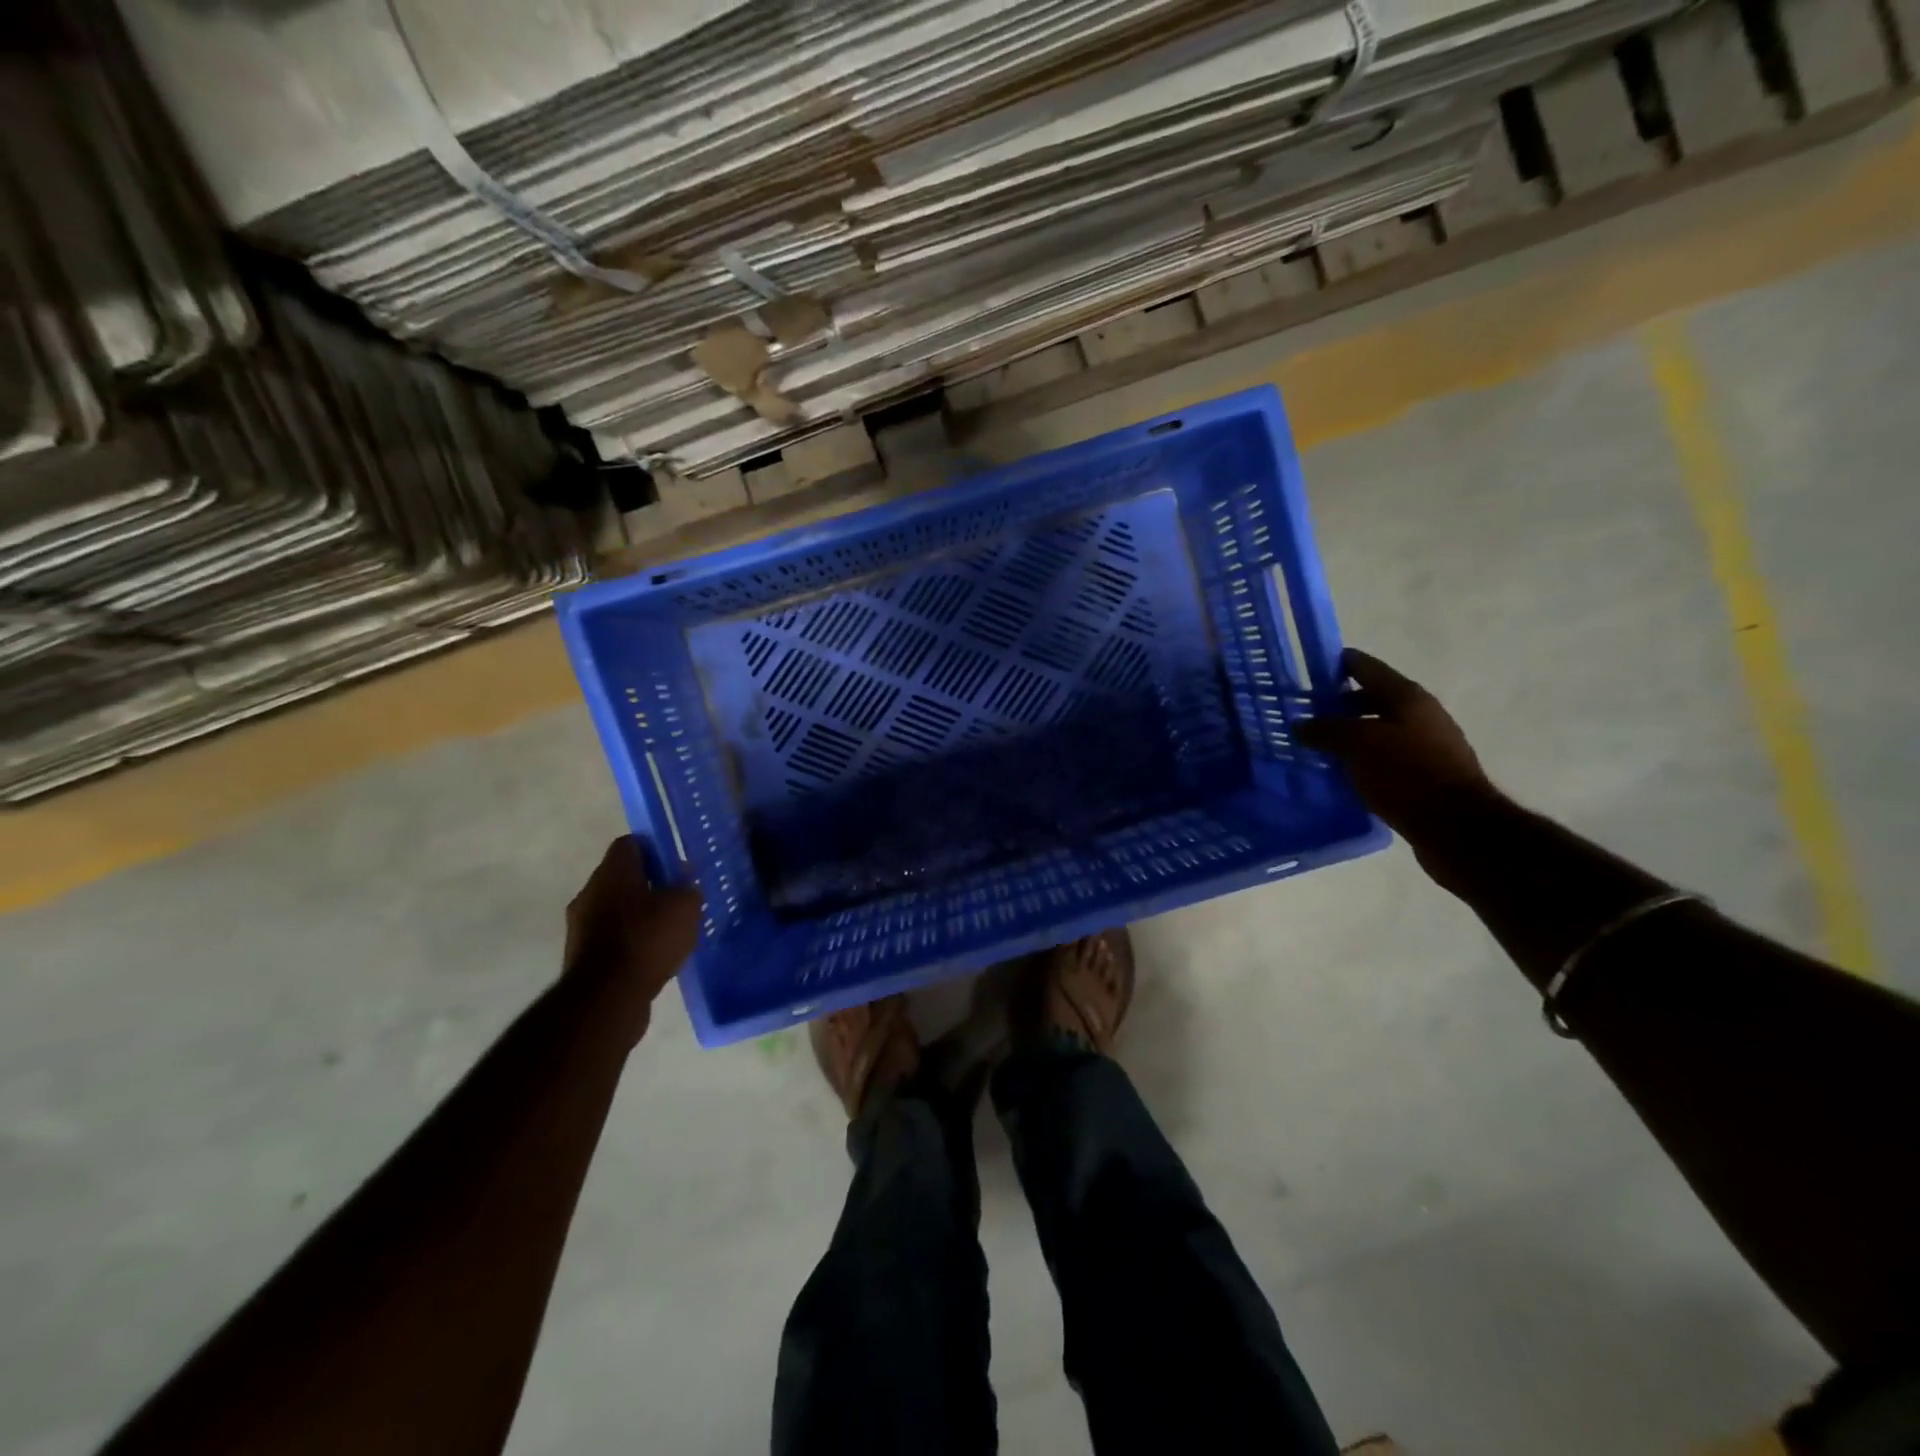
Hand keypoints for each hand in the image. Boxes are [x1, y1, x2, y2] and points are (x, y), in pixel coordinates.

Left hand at [563, 837, 702, 1042]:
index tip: (677, 865)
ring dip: (640, 916)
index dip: (656, 849)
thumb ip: (687, 886)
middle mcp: (590, 893)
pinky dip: (631, 942)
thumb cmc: (647, 939)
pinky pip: (611, 938)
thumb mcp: (685, 906)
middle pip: (622, 877)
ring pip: (616, 909)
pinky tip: (654, 956)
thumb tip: (683, 877)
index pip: (631, 843)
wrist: (607, 998)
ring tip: (670, 931)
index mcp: (612, 872)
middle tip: (678, 898)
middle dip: (650, 885)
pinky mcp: (581, 957)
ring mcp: (581, 926)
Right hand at [1296, 649, 1496, 838]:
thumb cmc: (1407, 774)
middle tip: (1303, 714)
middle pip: (1372, 699)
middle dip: (1338, 704)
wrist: (1457, 828)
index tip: (1307, 669)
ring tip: (1316, 746)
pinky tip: (1340, 772)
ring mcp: (1425, 745)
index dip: (1337, 664)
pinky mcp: (1424, 775)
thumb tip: (1301, 724)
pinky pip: (1384, 757)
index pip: (1366, 667)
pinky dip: (1361, 759)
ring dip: (1349, 734)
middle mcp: (1420, 714)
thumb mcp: (1358, 746)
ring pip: (1377, 730)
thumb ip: (1326, 730)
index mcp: (1407, 697)